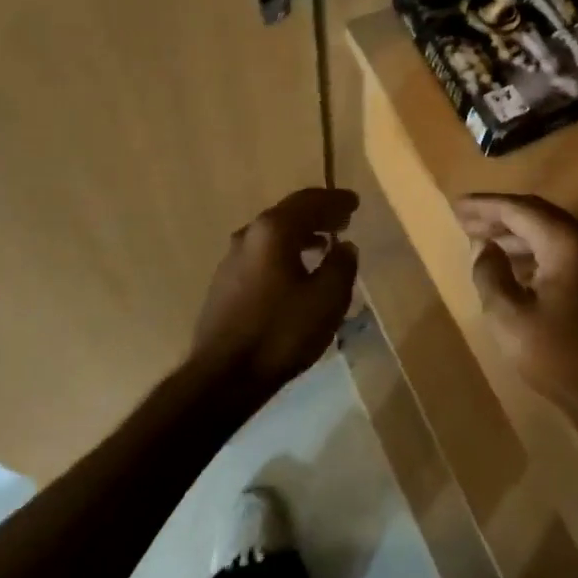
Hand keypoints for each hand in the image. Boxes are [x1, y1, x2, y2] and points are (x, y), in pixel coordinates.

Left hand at [192, 187, 359, 394]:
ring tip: (324, 244)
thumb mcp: (327, 299)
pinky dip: (284, 252)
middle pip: (288, 213)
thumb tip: (345, 246)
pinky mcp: (224, 284)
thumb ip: (341, 265)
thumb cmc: (281, 332)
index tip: (354, 202)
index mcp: (273, 230)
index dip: (335, 200)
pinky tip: (296, 271)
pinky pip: (262, 254)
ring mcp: (231, 259)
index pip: (309, 201)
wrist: (223, 377)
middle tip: (342, 219)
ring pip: (273, 234)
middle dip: (318, 214)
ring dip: (301, 234)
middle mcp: (249, 235)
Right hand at [455, 193, 577, 417]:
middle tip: (464, 219)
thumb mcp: (509, 316)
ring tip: (479, 239)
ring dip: (512, 233)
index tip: (456, 206)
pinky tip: (508, 263)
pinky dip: (529, 249)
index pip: (518, 209)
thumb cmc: (557, 355)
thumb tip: (483, 249)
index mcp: (564, 241)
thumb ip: (490, 274)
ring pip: (546, 230)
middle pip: (534, 213)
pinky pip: (556, 248)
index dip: (485, 205)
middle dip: (497, 215)